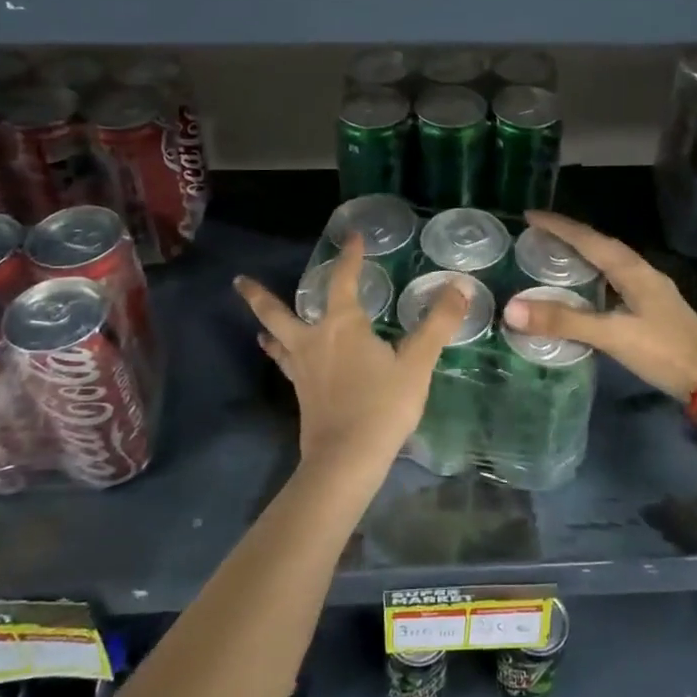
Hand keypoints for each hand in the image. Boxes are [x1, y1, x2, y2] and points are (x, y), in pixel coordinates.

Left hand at [234, 234, 467, 484]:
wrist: (347, 459)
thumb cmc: (383, 406)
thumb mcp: (416, 364)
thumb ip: (437, 325)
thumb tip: (458, 288)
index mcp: (343, 326)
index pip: (343, 281)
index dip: (350, 257)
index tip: (352, 237)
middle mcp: (313, 340)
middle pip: (279, 312)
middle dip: (259, 296)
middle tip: (238, 281)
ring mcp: (301, 369)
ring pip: (277, 340)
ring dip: (267, 327)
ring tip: (259, 324)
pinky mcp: (301, 394)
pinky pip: (285, 365)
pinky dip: (281, 355)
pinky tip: (284, 360)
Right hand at [501, 211, 696, 400]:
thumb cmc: (665, 351)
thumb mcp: (612, 336)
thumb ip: (564, 322)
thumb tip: (511, 308)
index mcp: (632, 270)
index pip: (589, 239)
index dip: (559, 226)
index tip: (530, 215)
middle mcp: (641, 273)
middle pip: (600, 245)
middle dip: (569, 236)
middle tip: (537, 234)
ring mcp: (649, 291)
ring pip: (609, 263)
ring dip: (583, 256)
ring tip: (554, 256)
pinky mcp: (652, 310)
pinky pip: (615, 282)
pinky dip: (594, 278)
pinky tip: (583, 291)